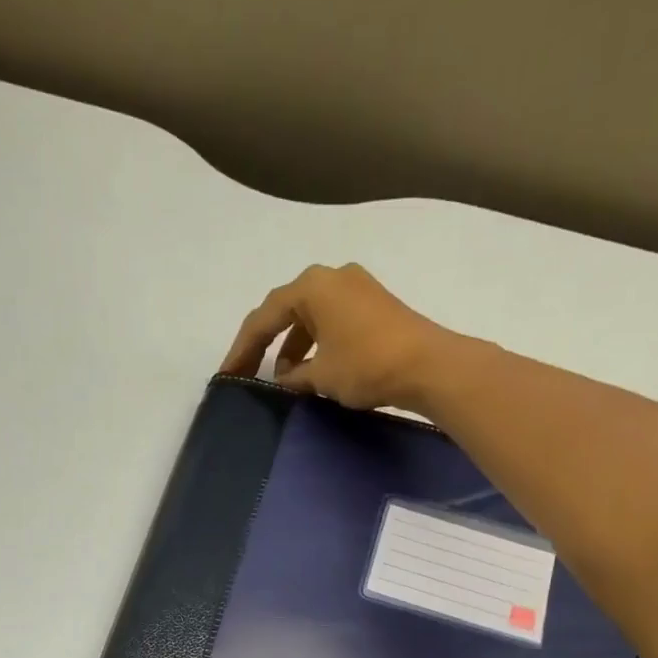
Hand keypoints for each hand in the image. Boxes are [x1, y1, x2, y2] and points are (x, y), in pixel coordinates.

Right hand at [220, 263, 451, 410]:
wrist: (429, 365)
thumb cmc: (367, 365)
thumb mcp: (321, 376)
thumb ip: (294, 377)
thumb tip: (284, 380)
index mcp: (311, 287)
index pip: (263, 318)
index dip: (242, 350)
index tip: (228, 375)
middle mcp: (331, 277)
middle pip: (286, 311)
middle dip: (265, 344)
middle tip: (248, 373)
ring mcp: (355, 288)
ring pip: (310, 317)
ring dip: (293, 347)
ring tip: (284, 379)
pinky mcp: (373, 305)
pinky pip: (332, 321)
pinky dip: (317, 343)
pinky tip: (313, 370)